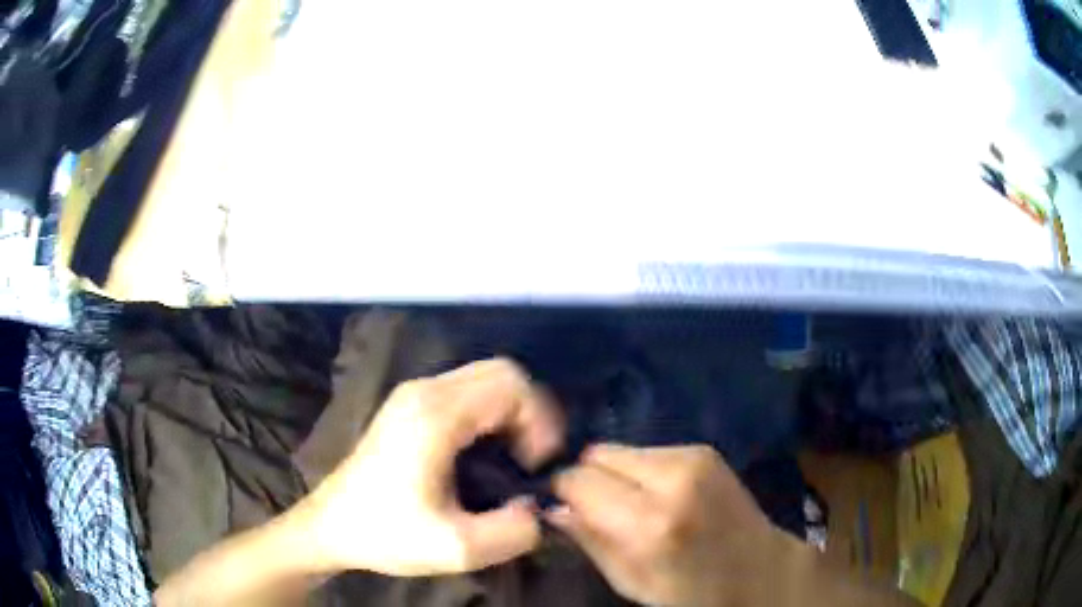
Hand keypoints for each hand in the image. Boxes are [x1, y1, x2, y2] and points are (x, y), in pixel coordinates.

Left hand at [293, 358, 563, 575]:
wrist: (331, 526)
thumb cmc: (387, 534)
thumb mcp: (457, 549)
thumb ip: (513, 532)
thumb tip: (536, 506)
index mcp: (435, 416)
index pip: (510, 385)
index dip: (539, 420)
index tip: (537, 465)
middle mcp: (424, 391)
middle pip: (500, 372)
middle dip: (530, 412)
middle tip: (530, 459)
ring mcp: (413, 394)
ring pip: (484, 378)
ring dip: (511, 412)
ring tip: (513, 457)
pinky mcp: (408, 405)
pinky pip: (466, 391)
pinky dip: (490, 413)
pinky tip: (486, 451)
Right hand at [549, 445, 790, 606]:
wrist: (759, 570)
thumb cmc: (691, 592)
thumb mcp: (630, 582)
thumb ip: (588, 541)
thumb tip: (552, 509)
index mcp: (650, 523)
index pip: (578, 480)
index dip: (565, 493)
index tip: (567, 509)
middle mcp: (671, 479)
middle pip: (597, 454)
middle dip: (589, 479)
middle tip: (599, 509)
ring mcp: (692, 457)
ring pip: (621, 449)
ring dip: (616, 474)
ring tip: (634, 504)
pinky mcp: (704, 449)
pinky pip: (648, 451)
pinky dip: (641, 470)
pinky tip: (659, 495)